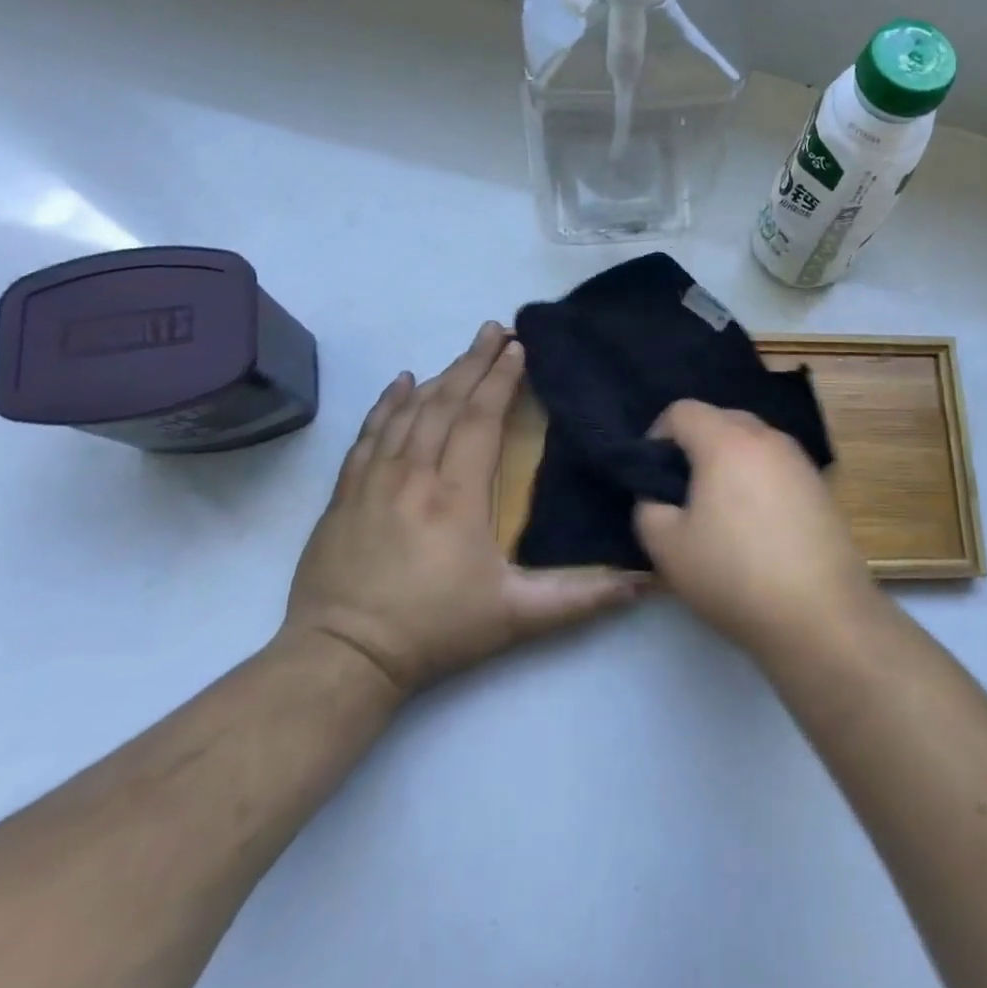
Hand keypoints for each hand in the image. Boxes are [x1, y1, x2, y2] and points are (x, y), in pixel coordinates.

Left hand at [283, 322, 642, 699]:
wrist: (341, 658)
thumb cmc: (435, 631)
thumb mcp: (516, 618)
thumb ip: (582, 597)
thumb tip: (645, 582)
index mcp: (457, 496)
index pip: (481, 419)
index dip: (501, 380)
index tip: (518, 348)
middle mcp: (414, 474)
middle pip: (446, 403)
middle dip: (475, 361)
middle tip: (496, 329)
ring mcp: (373, 480)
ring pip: (409, 412)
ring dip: (440, 375)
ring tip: (465, 349)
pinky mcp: (345, 493)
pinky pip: (369, 433)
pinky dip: (387, 403)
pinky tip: (402, 382)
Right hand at [635, 400, 873, 654]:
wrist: (821, 615)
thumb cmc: (735, 575)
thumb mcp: (668, 548)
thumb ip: (648, 509)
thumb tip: (658, 497)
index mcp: (726, 441)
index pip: (683, 410)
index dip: (657, 435)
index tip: (652, 474)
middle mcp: (767, 438)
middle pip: (721, 419)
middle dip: (695, 444)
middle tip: (683, 490)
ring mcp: (800, 460)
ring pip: (753, 442)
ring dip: (729, 461)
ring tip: (720, 509)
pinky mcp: (821, 486)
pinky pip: (777, 466)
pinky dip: (758, 479)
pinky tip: (756, 525)